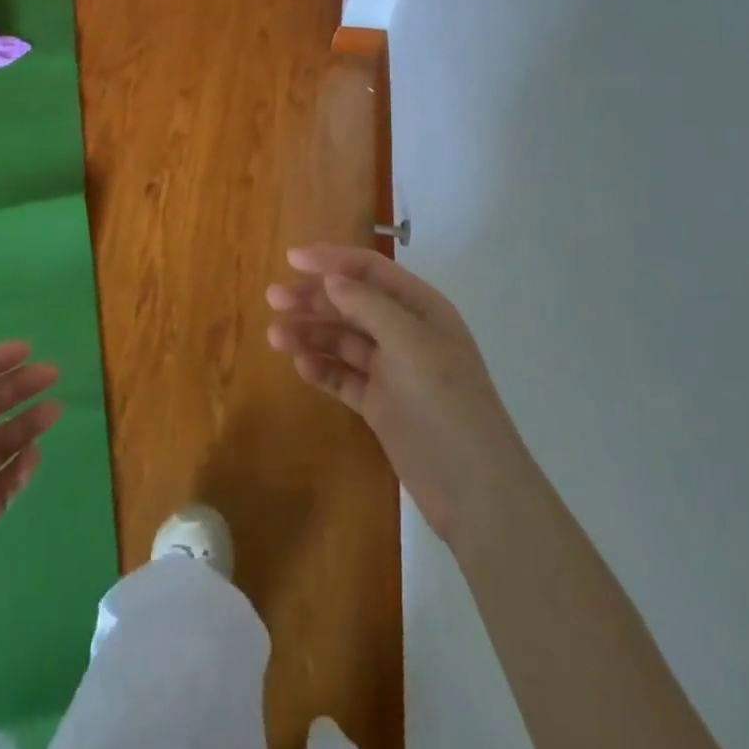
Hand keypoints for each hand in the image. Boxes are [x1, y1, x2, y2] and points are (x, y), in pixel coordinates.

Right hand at [267, 245, 527, 547]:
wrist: (475, 490)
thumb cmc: (446, 402)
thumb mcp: (411, 343)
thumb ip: (369, 305)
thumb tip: (331, 278)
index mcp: (421, 308)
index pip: (370, 271)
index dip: (332, 260)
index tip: (291, 258)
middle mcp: (404, 333)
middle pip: (351, 303)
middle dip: (313, 298)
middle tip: (273, 298)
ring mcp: (391, 370)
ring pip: (343, 341)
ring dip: (311, 333)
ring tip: (275, 336)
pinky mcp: (380, 405)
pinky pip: (344, 377)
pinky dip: (322, 368)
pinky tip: (300, 365)